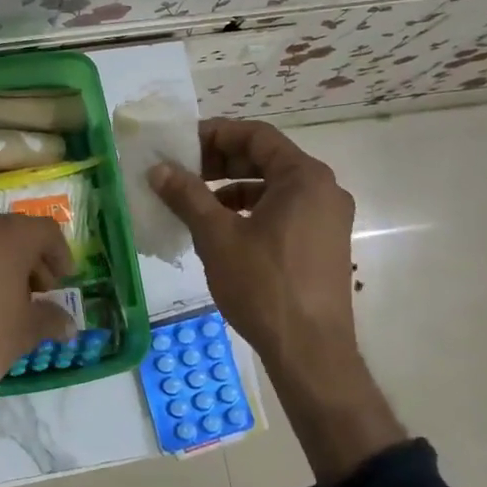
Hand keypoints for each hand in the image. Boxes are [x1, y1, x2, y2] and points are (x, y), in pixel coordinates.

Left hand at [0, 214, 74, 426]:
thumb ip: (53, 319)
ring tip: (21, 302)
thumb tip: (69, 324)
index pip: (47, 231)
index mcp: (10, 236)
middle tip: (45, 292)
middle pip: (20, 234)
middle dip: (37, 260)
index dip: (61, 255)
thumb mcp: (28, 330)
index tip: (66, 281)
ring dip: (13, 265)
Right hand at [149, 118, 357, 366]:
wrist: (310, 352)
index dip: (215, 134)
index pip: (257, 135)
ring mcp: (328, 219)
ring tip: (195, 203)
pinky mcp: (323, 245)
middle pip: (266, 159)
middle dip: (221, 162)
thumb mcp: (217, 236)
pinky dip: (250, 212)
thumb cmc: (264, 285)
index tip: (181, 144)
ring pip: (273, 188)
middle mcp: (324, 190)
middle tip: (182, 172)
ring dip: (232, 189)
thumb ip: (187, 195)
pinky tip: (221, 232)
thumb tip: (158, 169)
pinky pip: (283, 212)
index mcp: (304, 177)